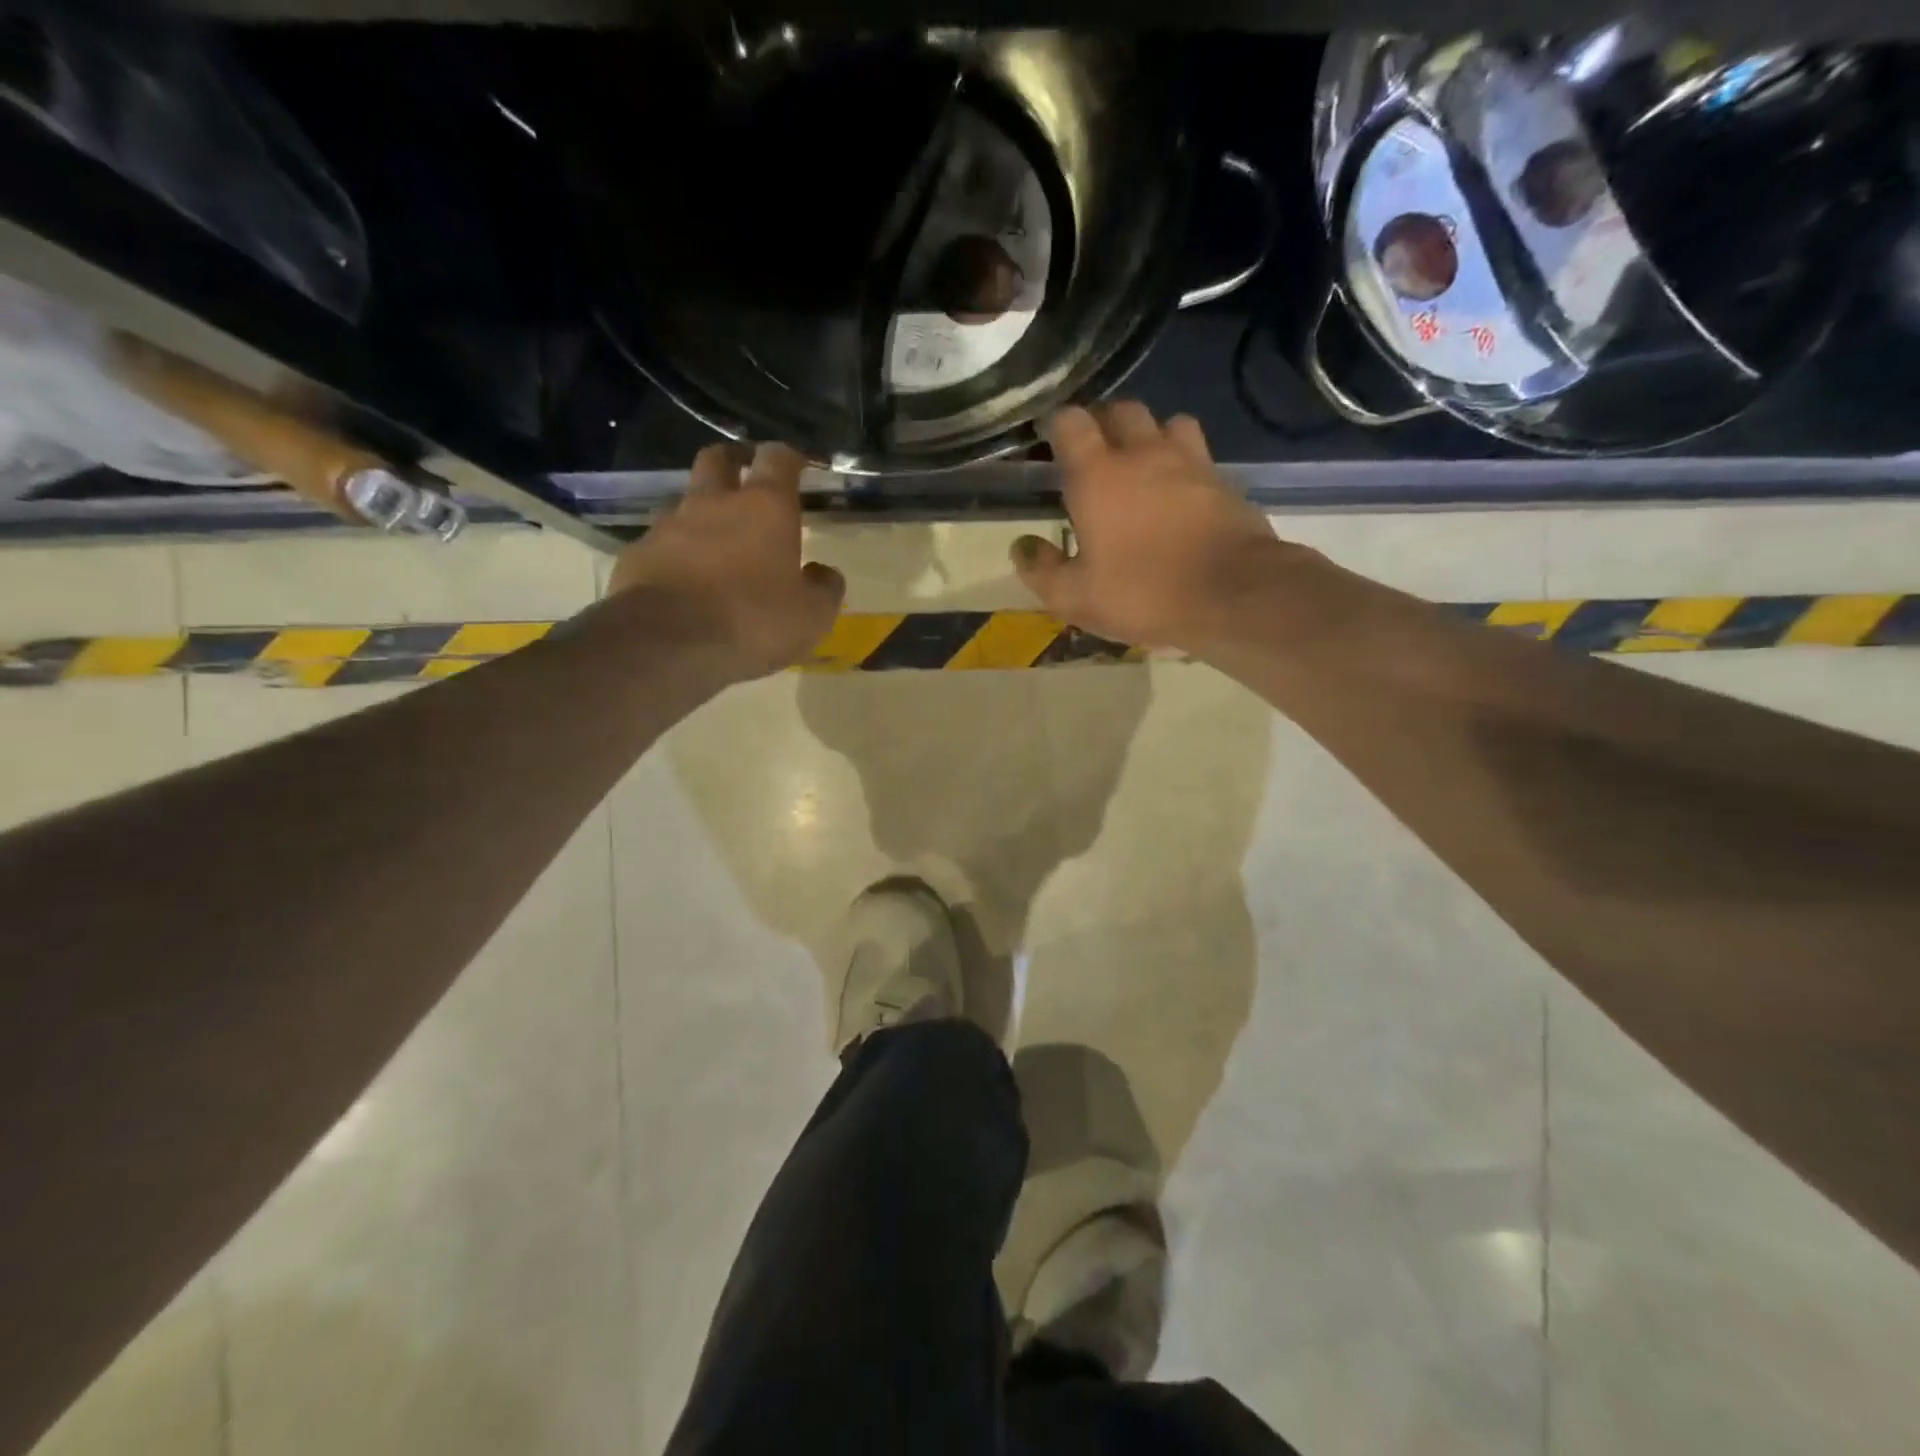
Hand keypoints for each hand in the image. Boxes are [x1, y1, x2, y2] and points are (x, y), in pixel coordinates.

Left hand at [608, 441, 844, 680]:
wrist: (667, 644)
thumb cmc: (753, 622)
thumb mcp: (812, 616)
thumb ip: (824, 589)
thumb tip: (823, 573)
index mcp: (765, 508)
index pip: (777, 458)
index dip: (789, 457)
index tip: (799, 464)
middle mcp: (714, 503)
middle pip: (718, 458)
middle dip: (734, 460)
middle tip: (746, 475)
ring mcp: (669, 526)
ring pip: (685, 501)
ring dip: (701, 511)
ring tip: (714, 539)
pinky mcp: (638, 554)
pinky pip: (661, 543)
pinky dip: (675, 552)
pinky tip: (683, 578)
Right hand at [1011, 403, 1303, 651]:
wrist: (1232, 595)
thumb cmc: (1142, 593)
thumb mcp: (1075, 597)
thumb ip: (1042, 569)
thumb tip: (1021, 546)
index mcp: (1098, 475)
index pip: (1071, 422)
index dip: (1057, 426)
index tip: (1050, 443)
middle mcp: (1144, 454)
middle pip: (1122, 410)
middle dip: (1104, 423)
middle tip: (1095, 455)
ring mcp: (1190, 463)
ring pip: (1168, 423)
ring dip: (1151, 435)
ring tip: (1143, 466)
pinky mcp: (1224, 482)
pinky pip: (1199, 456)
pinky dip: (1184, 465)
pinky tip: (1180, 496)